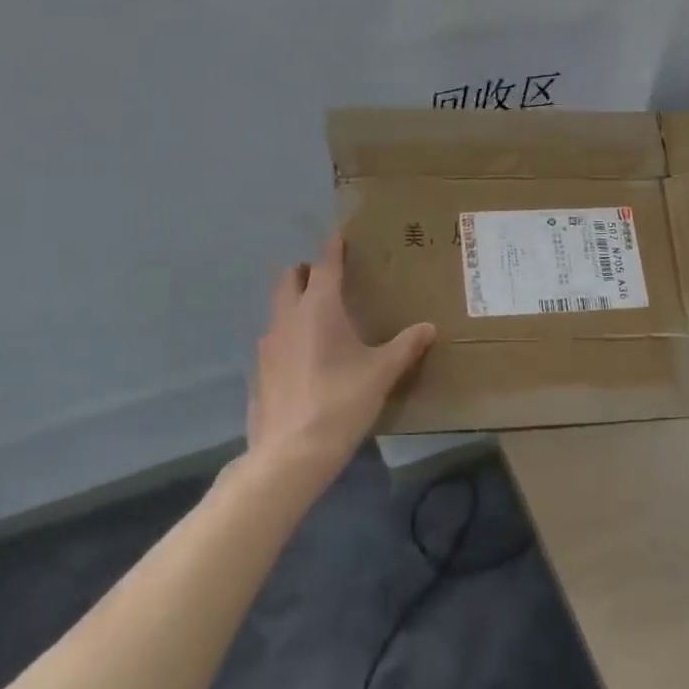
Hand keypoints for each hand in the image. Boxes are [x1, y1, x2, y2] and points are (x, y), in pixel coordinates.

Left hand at [246, 231, 434, 484]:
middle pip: (291, 278)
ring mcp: (268, 343)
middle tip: (329, 277)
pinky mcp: (260, 369)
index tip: (340, 236)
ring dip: (295, 301)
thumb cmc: (341, 402)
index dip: (333, 249)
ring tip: (319, 315)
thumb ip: (405, 346)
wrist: (291, 453)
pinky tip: (305, 355)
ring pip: (279, 307)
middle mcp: (288, 316)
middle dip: (307, 271)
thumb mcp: (381, 373)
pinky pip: (274, 337)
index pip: (324, 265)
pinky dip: (288, 332)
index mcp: (318, 307)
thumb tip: (429, 328)